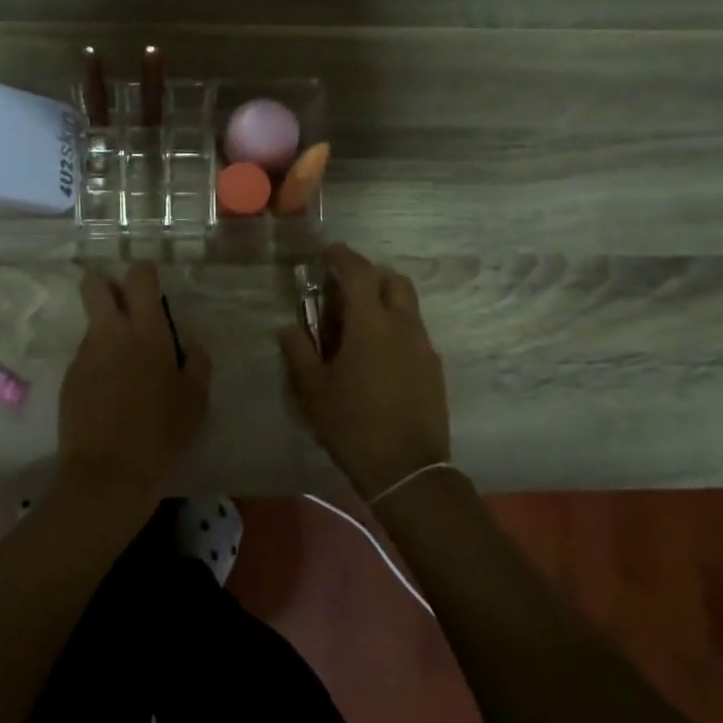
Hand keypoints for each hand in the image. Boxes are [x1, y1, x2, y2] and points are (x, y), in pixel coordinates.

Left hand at [59, 261, 211, 498]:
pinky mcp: (69, 378)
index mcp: (146, 331)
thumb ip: (197, 363)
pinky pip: (85, 357)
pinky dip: (98, 364)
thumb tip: (191, 346)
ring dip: (106, 333)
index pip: (138, 278)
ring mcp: (84, 355)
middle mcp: (110, 333)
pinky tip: (110, 394)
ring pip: (92, 325)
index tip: (150, 282)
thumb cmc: (162, 432)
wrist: (109, 472)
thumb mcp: (196, 400)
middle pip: (95, 285)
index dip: (144, 272)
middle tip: (125, 307)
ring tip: (125, 368)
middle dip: (106, 285)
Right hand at [280, 244, 450, 501]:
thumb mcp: (313, 390)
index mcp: (370, 324)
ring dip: (384, 303)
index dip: (343, 257)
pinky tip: (378, 358)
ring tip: (359, 327)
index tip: (328, 253)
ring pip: (408, 307)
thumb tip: (288, 327)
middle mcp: (403, 326)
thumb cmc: (352, 425)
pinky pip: (415, 333)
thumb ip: (298, 352)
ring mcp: (424, 347)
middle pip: (394, 280)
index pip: (359, 272)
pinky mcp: (434, 368)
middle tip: (344, 292)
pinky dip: (396, 328)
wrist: (407, 469)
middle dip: (370, 276)